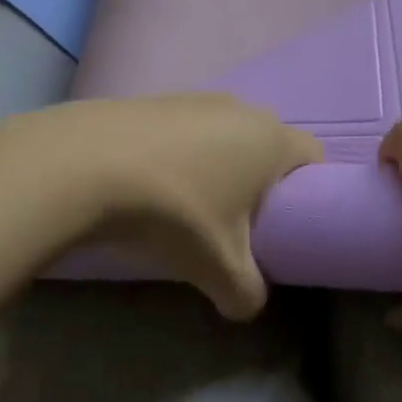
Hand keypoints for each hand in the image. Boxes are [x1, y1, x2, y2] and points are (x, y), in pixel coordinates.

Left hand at [0, 95, 322, 320]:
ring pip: (225, 135)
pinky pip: (187, 131)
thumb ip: (247, 294)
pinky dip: (182, 155)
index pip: (314, 157)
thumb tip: (246, 304)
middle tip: (241, 224)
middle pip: (268, 145)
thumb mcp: (219, 269)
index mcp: (270, 139)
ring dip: (218, 167)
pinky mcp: (157, 100)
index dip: (310, 192)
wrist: (87, 165)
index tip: (288, 225)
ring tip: (191, 207)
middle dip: (261, 182)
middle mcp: (240, 108)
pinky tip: (155, 186)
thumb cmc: (174, 212)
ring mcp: (195, 98)